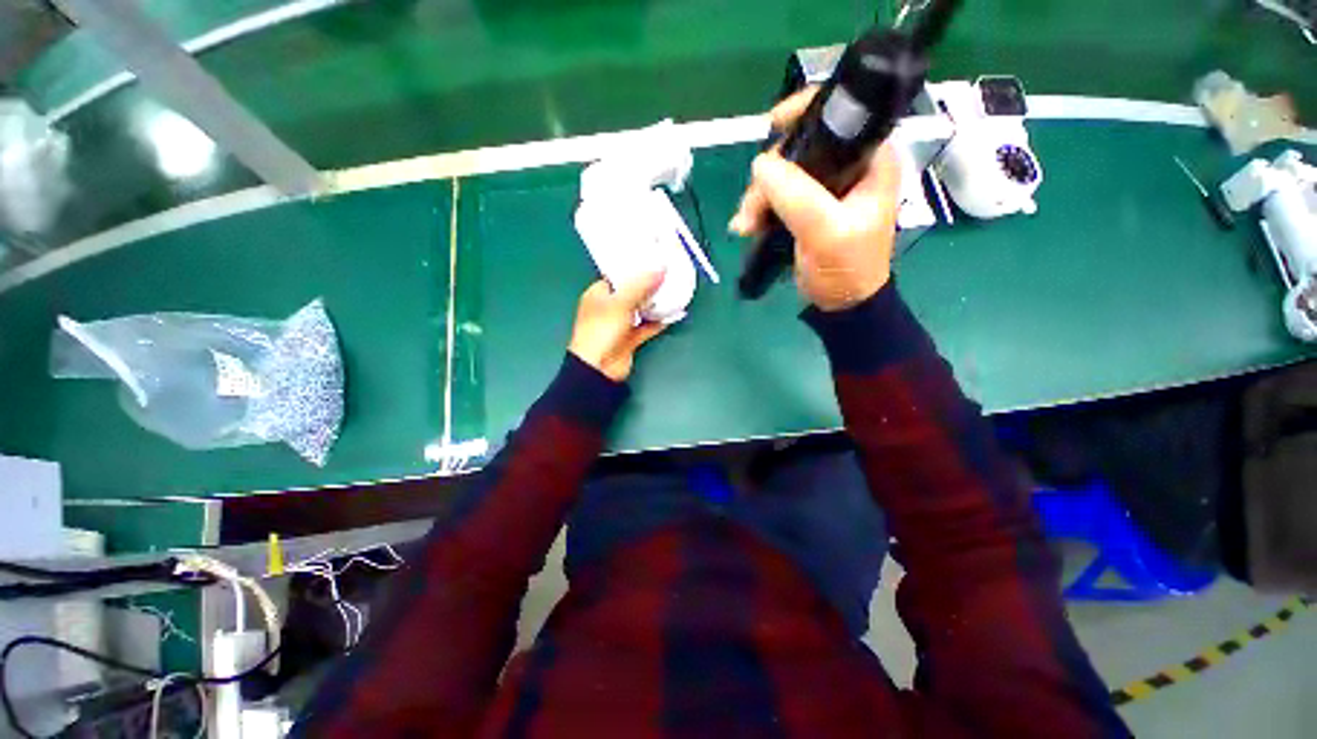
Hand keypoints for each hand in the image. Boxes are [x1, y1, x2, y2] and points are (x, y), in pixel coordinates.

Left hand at [568, 272, 667, 381]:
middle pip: (631, 292)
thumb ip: (641, 285)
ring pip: (640, 310)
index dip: (634, 268)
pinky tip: (672, 314)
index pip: (617, 276)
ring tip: (674, 291)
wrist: (599, 368)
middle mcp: (608, 308)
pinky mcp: (630, 339)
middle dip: (649, 285)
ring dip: (655, 304)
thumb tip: (661, 268)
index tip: (653, 261)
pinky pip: (647, 326)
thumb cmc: (602, 330)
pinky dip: (658, 321)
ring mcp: (619, 324)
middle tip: (668, 274)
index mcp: (598, 294)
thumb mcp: (621, 302)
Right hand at [729, 86, 901, 311]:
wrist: (842, 305)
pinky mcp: (808, 208)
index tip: (772, 126)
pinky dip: (760, 209)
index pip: (840, 114)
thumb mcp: (825, 231)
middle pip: (800, 149)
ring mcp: (826, 189)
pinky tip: (747, 227)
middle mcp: (849, 166)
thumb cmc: (846, 268)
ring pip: (783, 174)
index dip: (804, 111)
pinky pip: (777, 196)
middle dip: (769, 176)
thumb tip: (760, 164)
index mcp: (870, 159)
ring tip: (745, 227)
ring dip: (758, 198)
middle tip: (751, 210)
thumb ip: (795, 194)